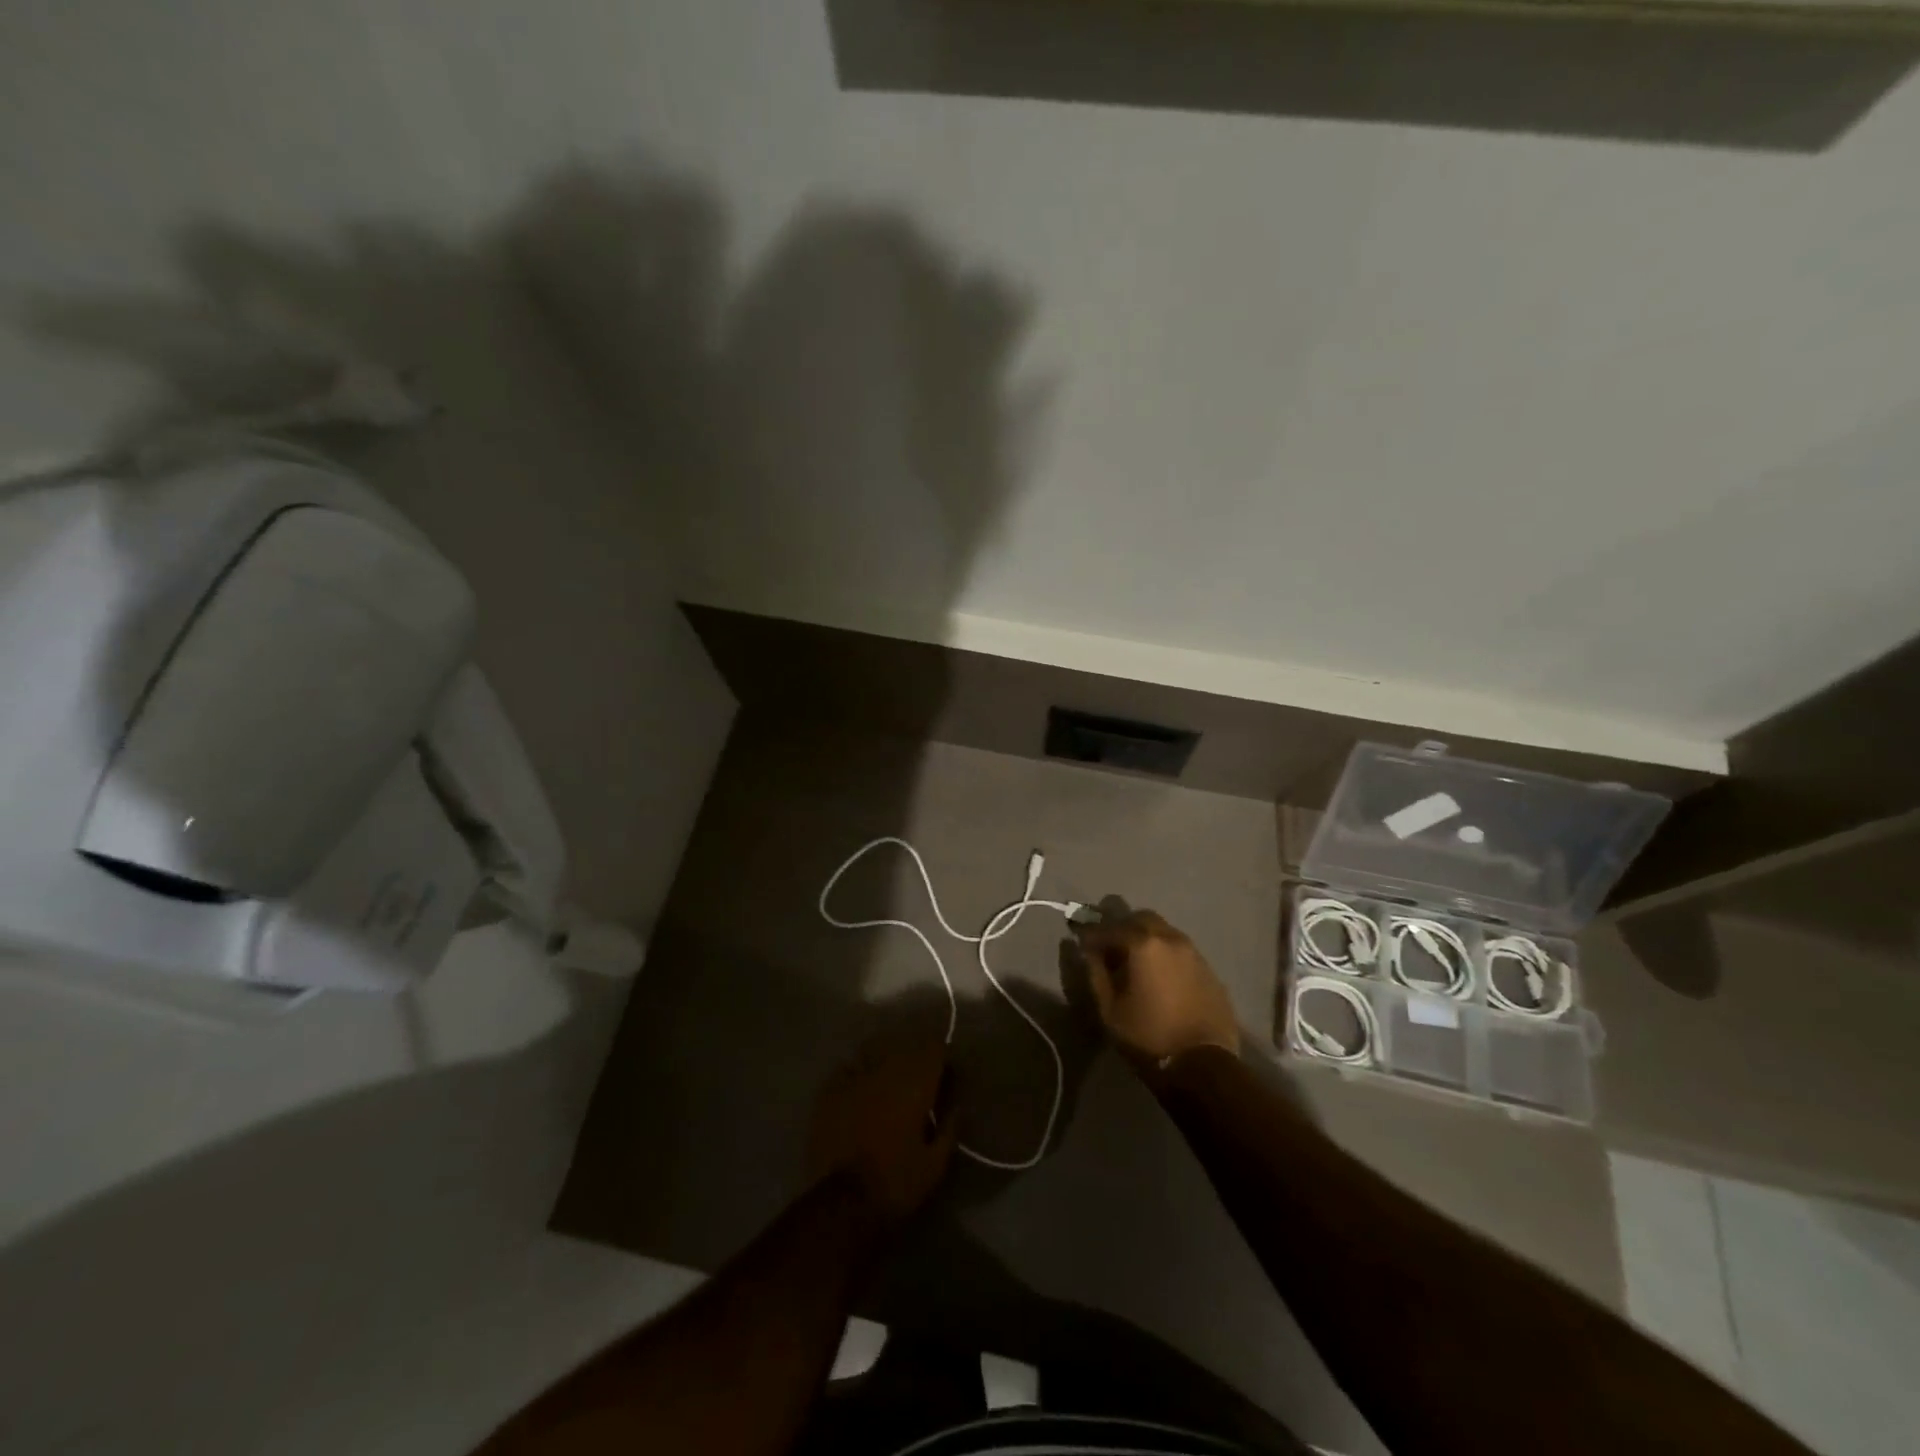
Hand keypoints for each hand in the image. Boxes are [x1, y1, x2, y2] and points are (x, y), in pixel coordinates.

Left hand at [805, 1036, 957, 1221]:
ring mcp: (854, 1077)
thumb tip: (955, 1107)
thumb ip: (949, 1129)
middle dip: (914, 1062)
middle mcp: (885, 1070)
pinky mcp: (829, 1091)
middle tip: (916, 1087)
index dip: (941, 1058)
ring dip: (883, 1065)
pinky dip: (855, 1077)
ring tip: (885, 1087)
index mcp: (915, 1084)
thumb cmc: (896, 1183)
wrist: (843, 1203)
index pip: (934, 1048)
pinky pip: (846, 1070)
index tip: (945, 1076)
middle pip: (904, 1048)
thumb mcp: (935, 1164)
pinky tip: (857, 1093)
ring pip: (874, 1054)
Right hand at [1075, 910, 1240, 1063]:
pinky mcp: (1209, 970)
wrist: (1204, 1065)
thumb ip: (1095, 973)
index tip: (1080, 941)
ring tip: (1135, 964)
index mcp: (1143, 944)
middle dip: (1122, 928)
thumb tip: (1087, 950)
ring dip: (1146, 939)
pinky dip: (1166, 955)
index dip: (1091, 934)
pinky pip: (1181, 951)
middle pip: (1141, 918)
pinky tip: (1160, 977)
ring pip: (1164, 931)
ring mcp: (1194, 953)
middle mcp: (1171, 938)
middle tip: (1110, 949)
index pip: (1109, 928)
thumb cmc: (1148, 1037)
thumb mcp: (1110, 1009)